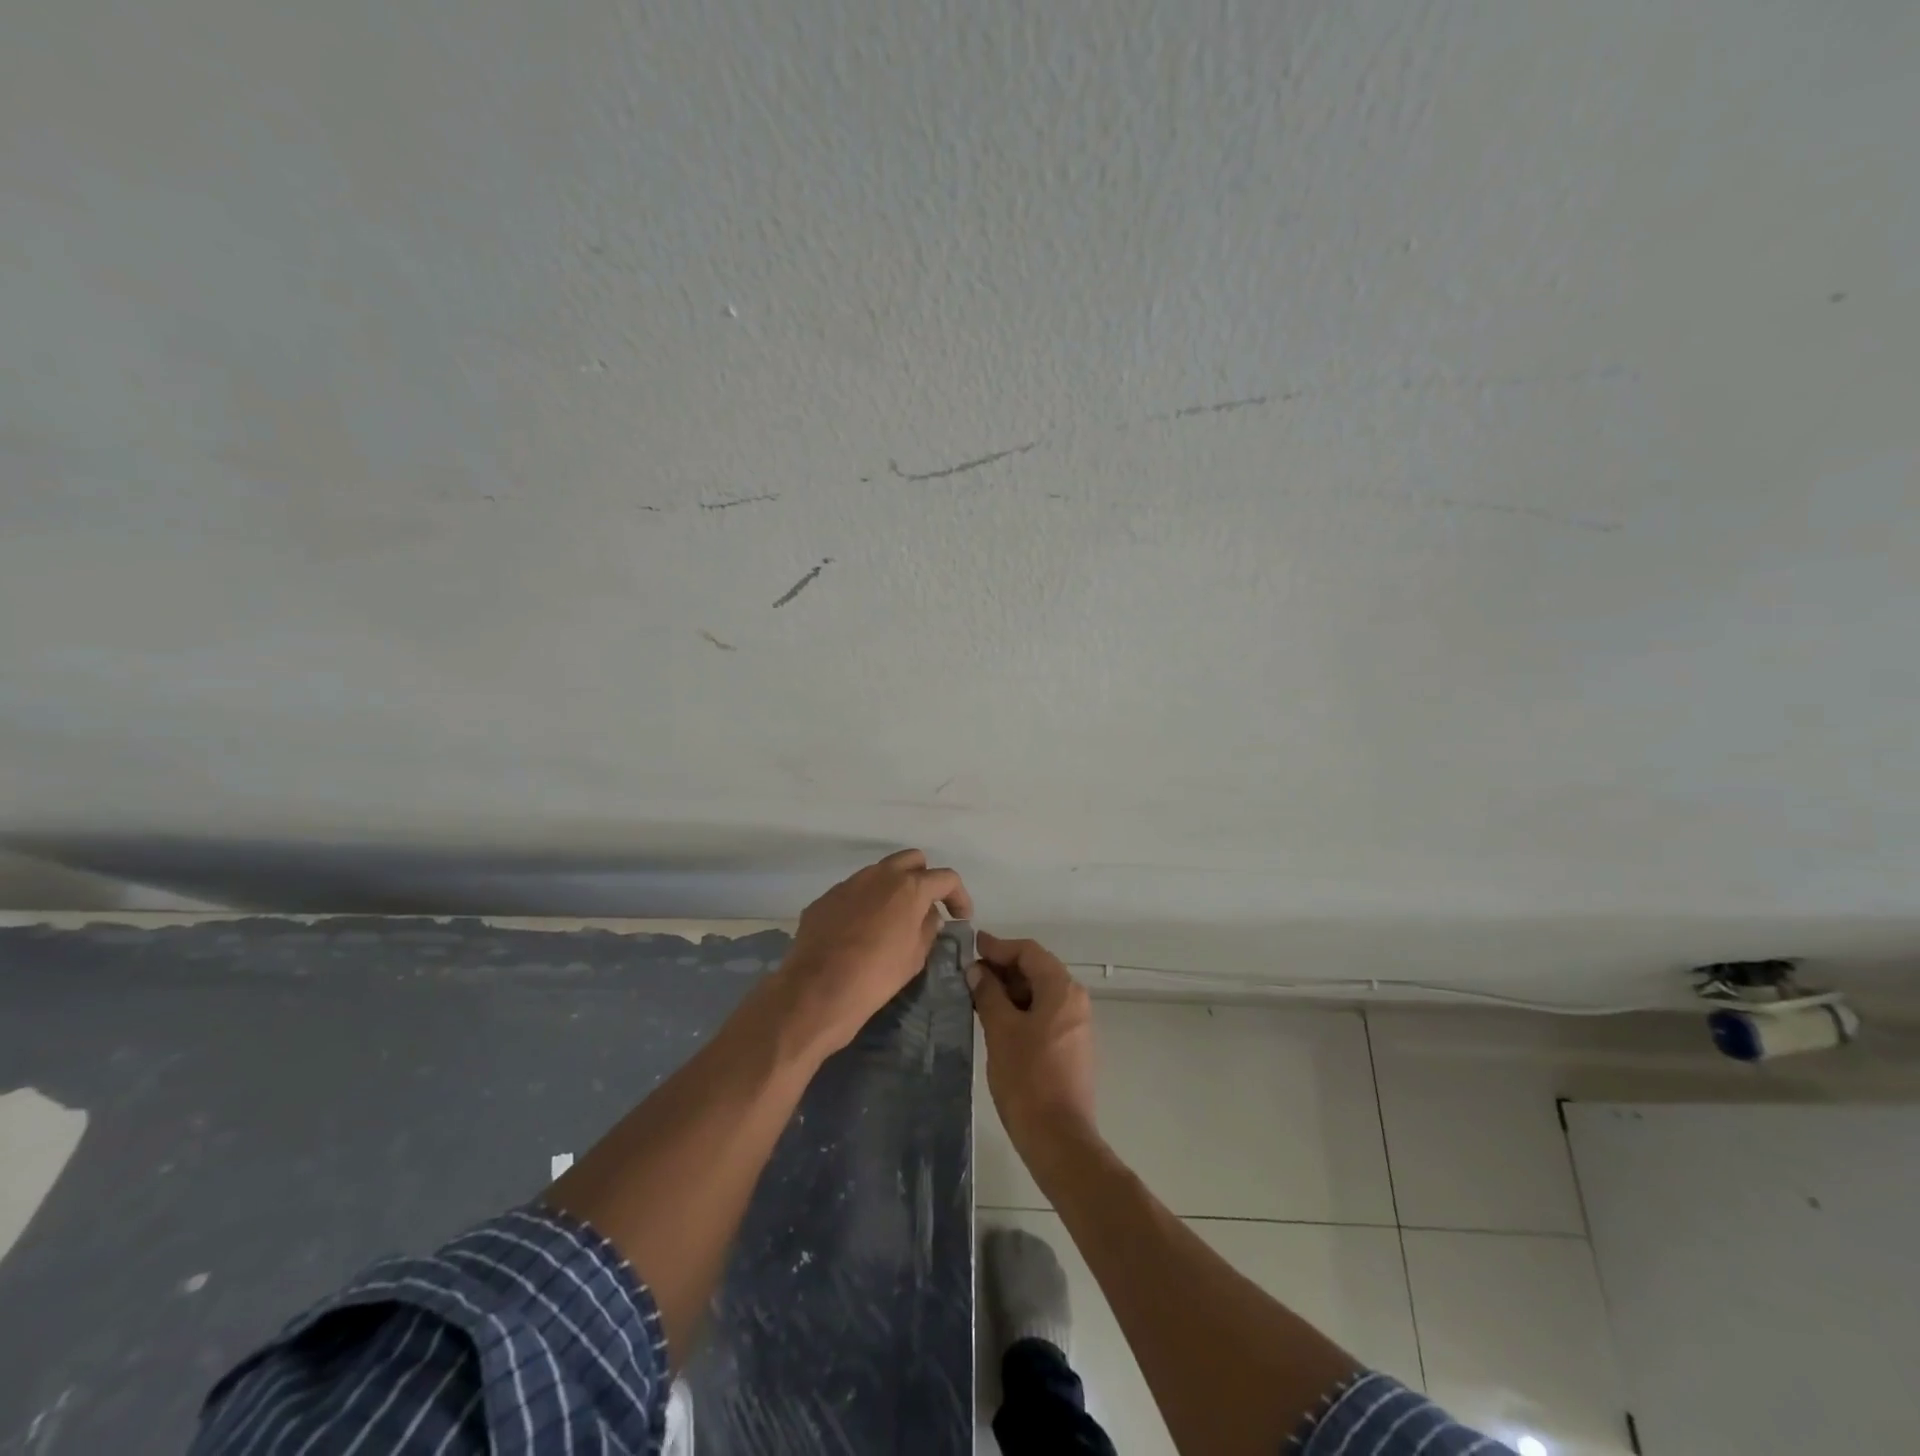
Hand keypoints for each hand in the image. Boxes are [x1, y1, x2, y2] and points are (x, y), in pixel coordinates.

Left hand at [772, 848, 971, 1060]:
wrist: (818, 990)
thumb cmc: (877, 975)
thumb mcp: (915, 956)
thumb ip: (928, 928)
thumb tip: (929, 915)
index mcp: (909, 887)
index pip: (946, 878)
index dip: (958, 896)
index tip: (960, 917)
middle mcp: (880, 875)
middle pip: (912, 860)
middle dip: (924, 878)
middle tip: (926, 907)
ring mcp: (849, 883)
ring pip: (880, 872)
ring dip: (892, 888)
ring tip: (892, 919)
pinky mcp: (826, 898)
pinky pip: (854, 892)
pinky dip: (865, 903)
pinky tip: (861, 931)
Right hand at [969, 931, 1097, 1153]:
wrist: (1059, 1138)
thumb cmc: (1028, 1078)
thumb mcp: (1001, 1030)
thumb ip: (988, 994)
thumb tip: (976, 971)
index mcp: (1062, 989)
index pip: (1028, 952)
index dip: (998, 947)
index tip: (971, 946)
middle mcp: (1075, 1000)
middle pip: (1037, 969)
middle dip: (1003, 968)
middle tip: (969, 973)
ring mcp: (1076, 1025)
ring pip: (1040, 993)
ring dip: (1010, 990)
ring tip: (977, 996)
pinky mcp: (1072, 1046)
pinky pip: (1044, 1013)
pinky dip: (1021, 1009)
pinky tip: (996, 1020)